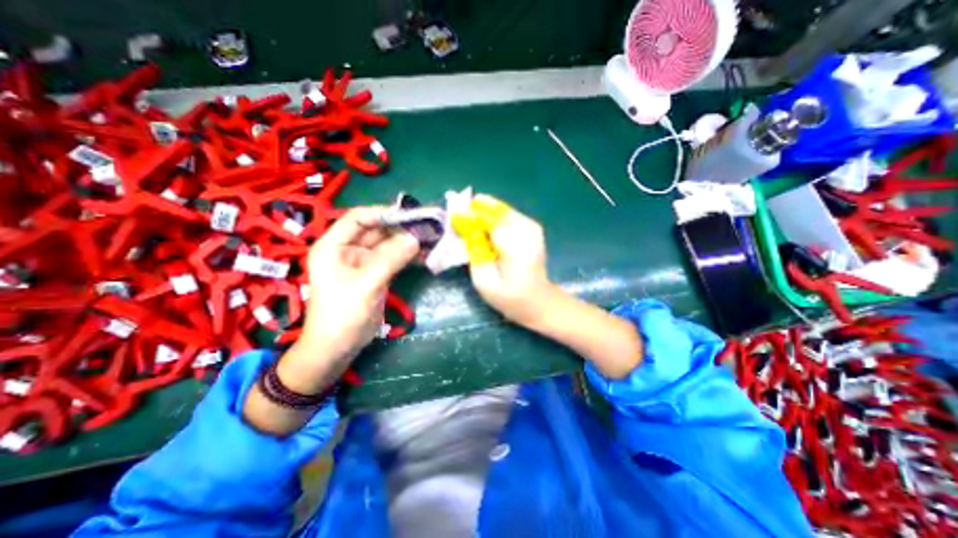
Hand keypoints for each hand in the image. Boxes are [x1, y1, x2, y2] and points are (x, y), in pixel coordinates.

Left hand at [299, 205, 418, 366]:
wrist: (338, 347)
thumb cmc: (343, 314)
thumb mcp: (366, 284)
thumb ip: (390, 259)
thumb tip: (415, 238)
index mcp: (334, 245)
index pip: (358, 218)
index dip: (383, 214)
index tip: (410, 216)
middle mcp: (348, 249)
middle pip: (377, 230)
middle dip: (401, 228)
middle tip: (427, 227)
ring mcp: (364, 262)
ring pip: (388, 244)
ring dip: (408, 242)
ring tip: (431, 238)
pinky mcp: (376, 274)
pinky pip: (394, 259)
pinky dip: (408, 256)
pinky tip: (425, 256)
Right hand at [453, 195, 643, 379]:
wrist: (540, 301)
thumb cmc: (510, 298)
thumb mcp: (485, 282)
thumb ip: (474, 252)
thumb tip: (466, 229)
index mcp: (516, 246)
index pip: (489, 221)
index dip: (470, 216)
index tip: (453, 217)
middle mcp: (527, 230)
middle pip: (496, 210)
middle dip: (477, 211)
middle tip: (460, 218)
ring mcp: (533, 227)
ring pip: (502, 210)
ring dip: (485, 214)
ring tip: (471, 223)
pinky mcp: (533, 228)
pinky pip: (508, 216)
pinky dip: (495, 218)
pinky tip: (487, 228)